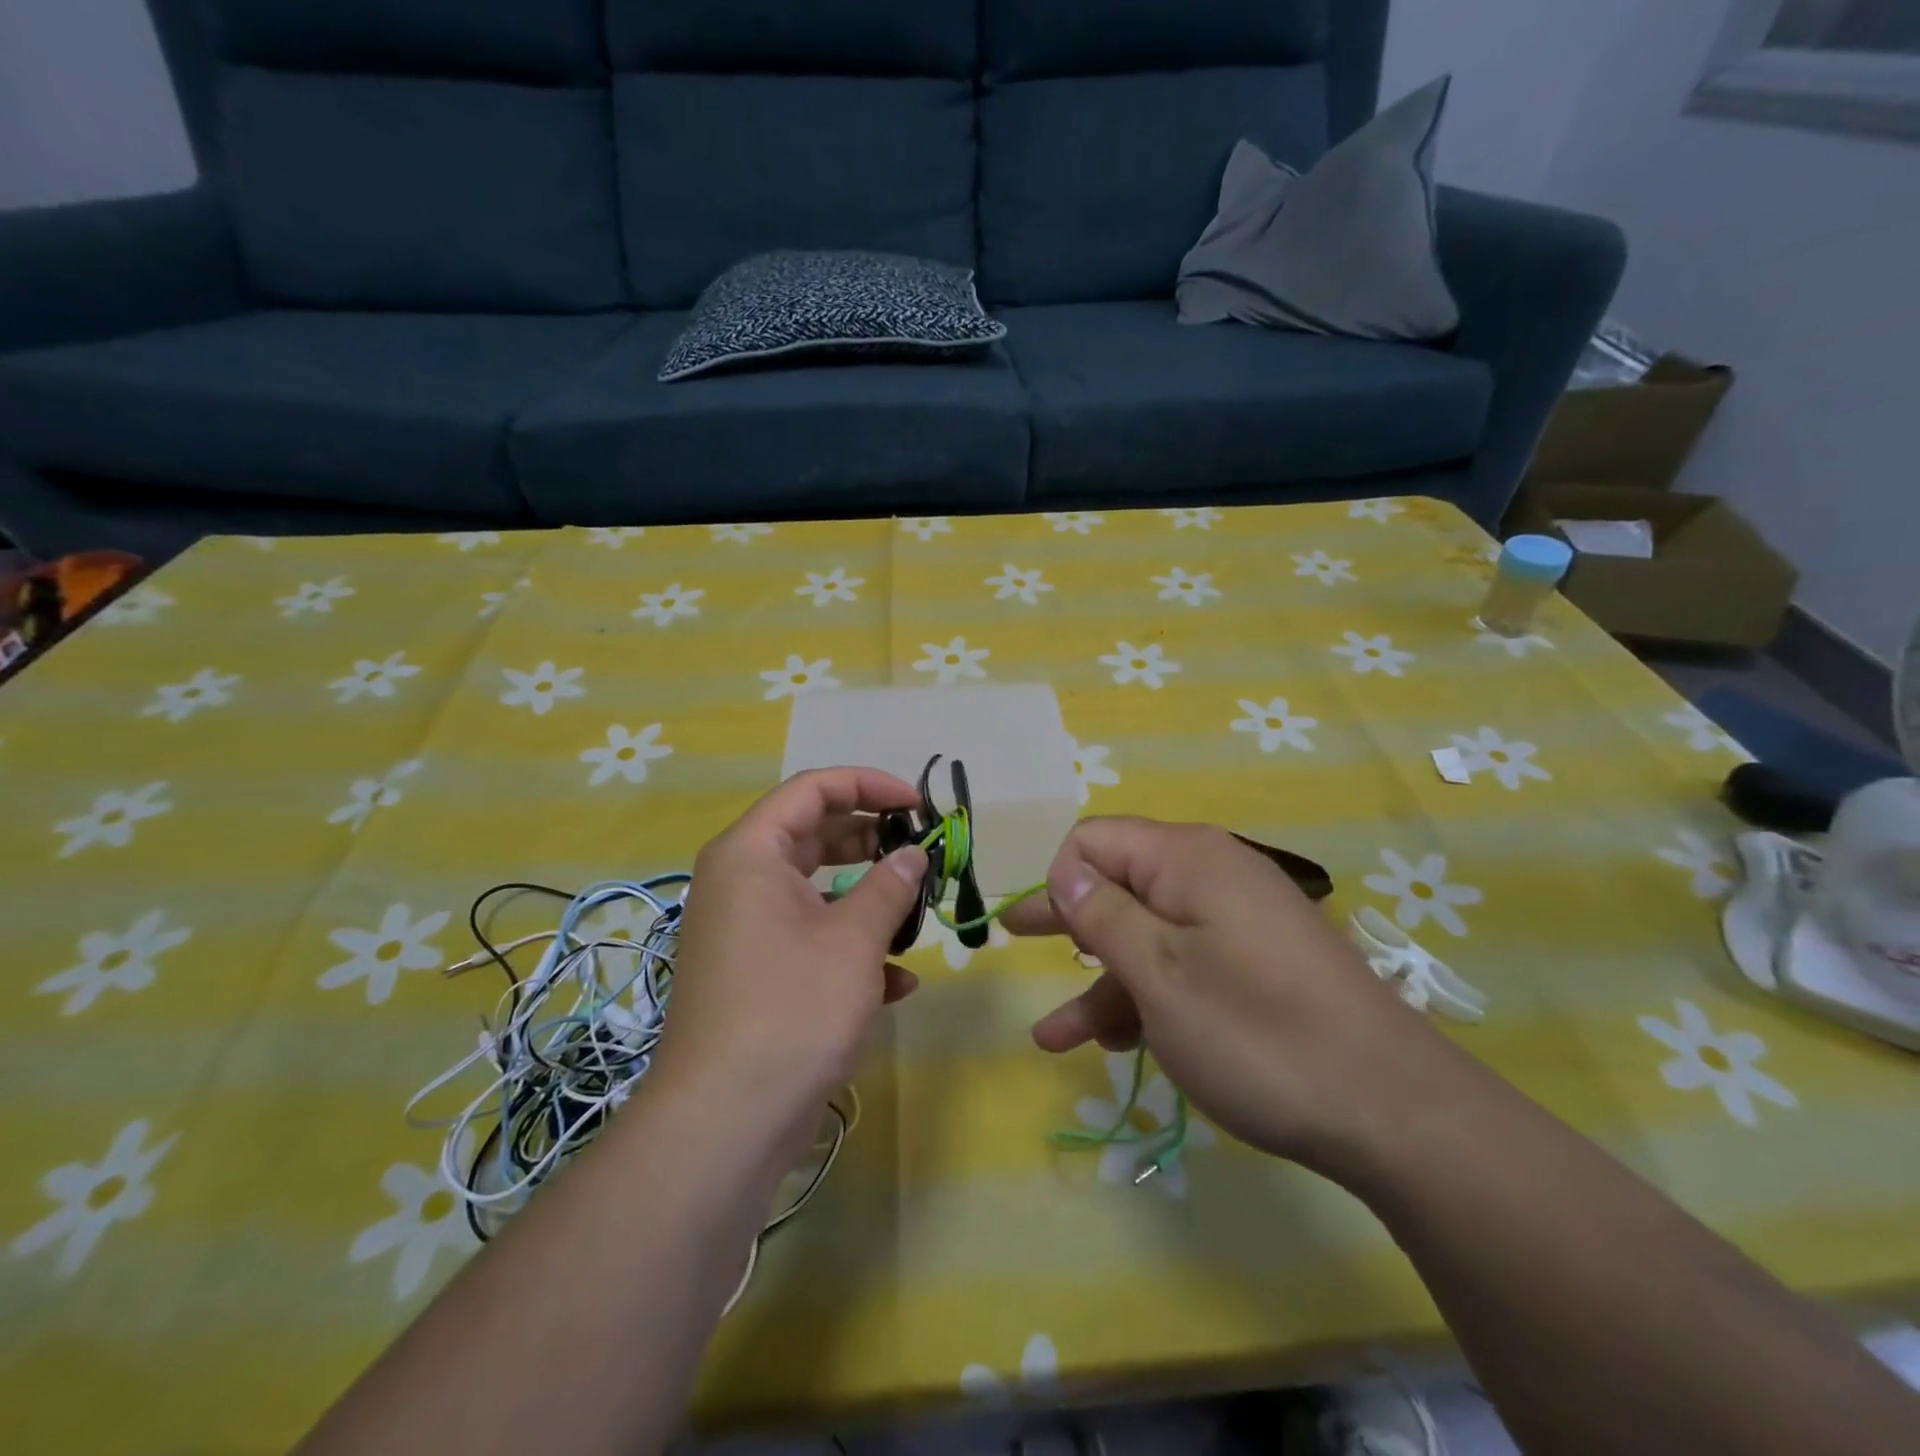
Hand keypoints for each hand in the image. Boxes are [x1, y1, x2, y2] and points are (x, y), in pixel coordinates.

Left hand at [654, 768, 928, 1134]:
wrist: (725, 1122)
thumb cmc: (792, 1009)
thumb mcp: (855, 940)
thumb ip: (890, 886)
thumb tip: (913, 854)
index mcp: (750, 853)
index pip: (812, 789)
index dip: (870, 786)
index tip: (919, 805)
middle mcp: (739, 882)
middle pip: (813, 835)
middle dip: (871, 841)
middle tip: (920, 853)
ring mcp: (744, 929)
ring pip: (814, 890)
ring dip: (866, 898)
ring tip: (914, 914)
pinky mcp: (754, 973)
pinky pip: (807, 937)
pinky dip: (849, 946)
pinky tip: (896, 982)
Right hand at [1005, 817, 1452, 1172]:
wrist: (1392, 1110)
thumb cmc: (1256, 1033)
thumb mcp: (1160, 974)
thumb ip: (1102, 916)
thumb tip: (1065, 870)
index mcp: (1186, 859)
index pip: (1096, 841)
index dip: (1062, 879)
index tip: (1045, 932)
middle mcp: (1211, 876)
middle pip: (1118, 883)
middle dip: (1067, 918)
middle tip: (1014, 938)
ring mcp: (1236, 923)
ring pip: (1147, 936)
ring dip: (1101, 980)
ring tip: (1055, 1036)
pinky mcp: (1255, 965)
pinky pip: (1183, 965)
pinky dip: (1146, 997)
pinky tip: (1117, 1043)